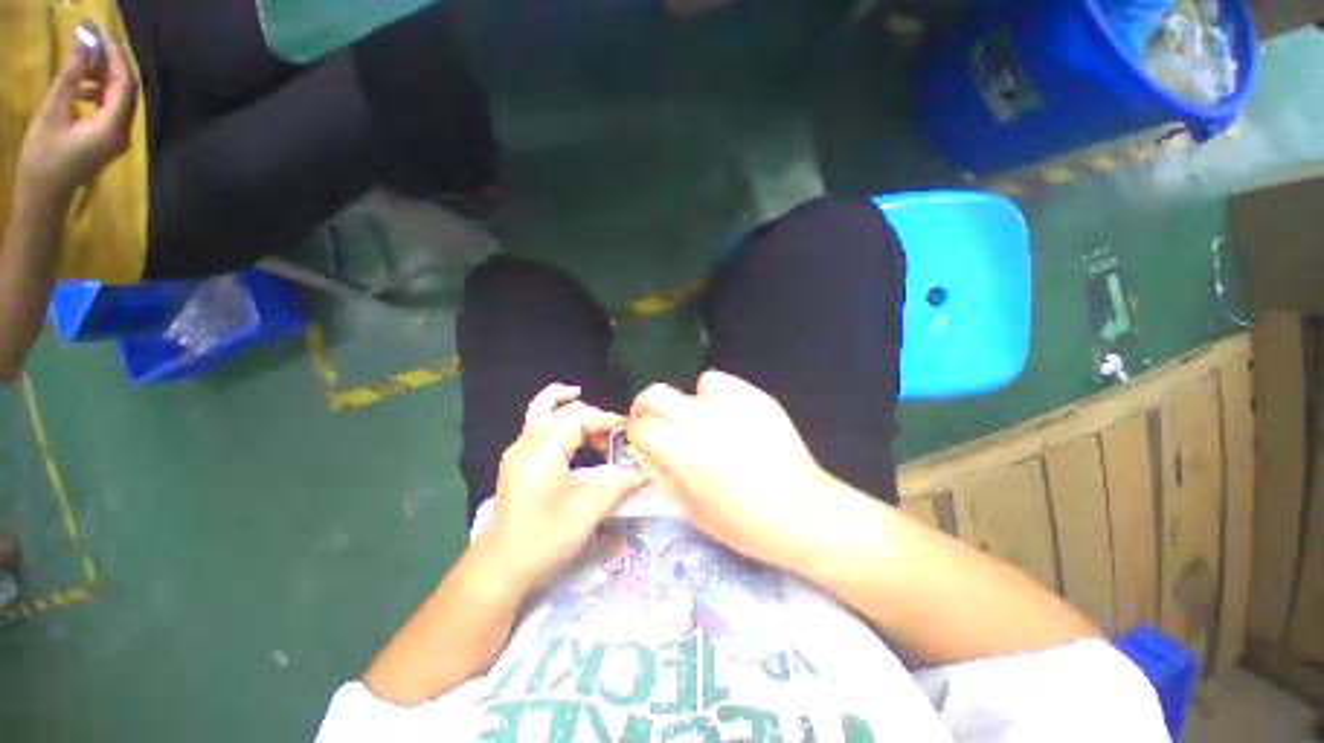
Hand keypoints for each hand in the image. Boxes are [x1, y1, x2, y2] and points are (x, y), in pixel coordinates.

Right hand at [16, 27, 137, 209]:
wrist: (44, 197)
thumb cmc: (44, 159)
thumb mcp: (53, 113)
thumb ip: (70, 79)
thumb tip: (83, 44)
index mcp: (113, 127)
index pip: (124, 83)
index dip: (115, 55)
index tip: (99, 33)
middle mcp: (123, 132)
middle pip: (126, 89)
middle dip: (110, 62)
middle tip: (91, 40)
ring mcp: (117, 137)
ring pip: (119, 97)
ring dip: (102, 76)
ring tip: (80, 62)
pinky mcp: (107, 139)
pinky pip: (110, 108)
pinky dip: (98, 91)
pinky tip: (78, 87)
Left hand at [484, 384, 647, 588]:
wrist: (500, 568)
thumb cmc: (544, 539)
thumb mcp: (589, 511)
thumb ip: (622, 485)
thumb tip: (650, 470)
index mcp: (541, 448)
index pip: (578, 415)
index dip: (607, 419)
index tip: (631, 432)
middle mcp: (526, 441)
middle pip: (564, 410)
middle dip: (595, 419)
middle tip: (619, 438)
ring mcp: (519, 450)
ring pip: (546, 411)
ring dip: (577, 417)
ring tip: (604, 435)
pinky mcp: (519, 461)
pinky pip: (541, 427)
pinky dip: (563, 424)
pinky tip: (580, 438)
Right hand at [627, 371, 850, 571]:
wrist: (802, 513)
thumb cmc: (743, 524)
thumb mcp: (689, 509)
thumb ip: (656, 472)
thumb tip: (637, 446)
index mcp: (685, 457)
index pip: (641, 427)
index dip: (635, 433)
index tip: (642, 441)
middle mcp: (703, 424)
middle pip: (655, 394)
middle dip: (645, 407)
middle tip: (654, 422)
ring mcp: (731, 406)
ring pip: (686, 388)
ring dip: (682, 406)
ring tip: (699, 424)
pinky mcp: (754, 397)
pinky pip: (717, 381)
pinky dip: (711, 394)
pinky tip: (723, 414)